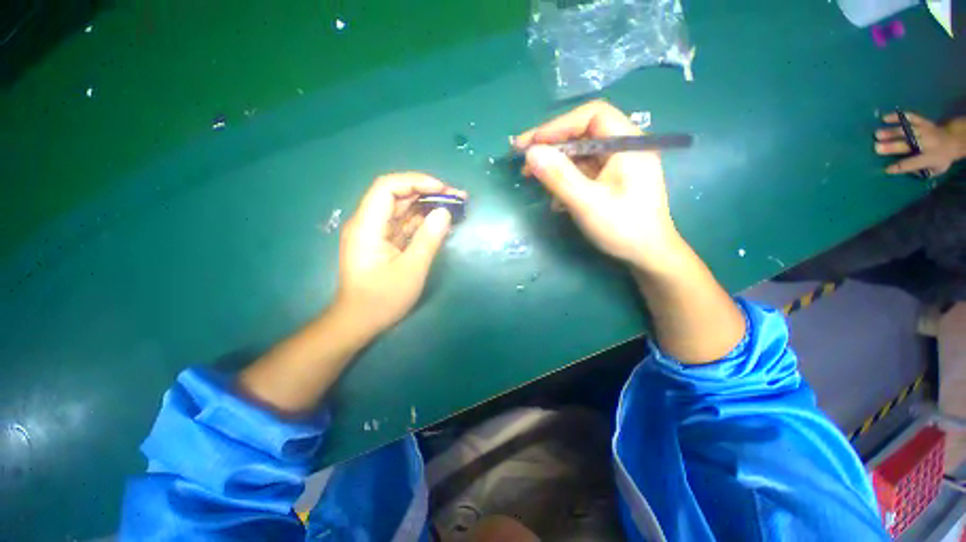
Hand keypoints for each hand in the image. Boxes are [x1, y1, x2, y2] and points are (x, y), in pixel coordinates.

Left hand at [335, 173, 465, 334]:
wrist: (359, 322)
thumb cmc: (382, 299)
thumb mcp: (411, 270)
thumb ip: (428, 239)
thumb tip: (444, 213)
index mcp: (367, 226)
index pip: (387, 187)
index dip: (416, 182)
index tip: (443, 189)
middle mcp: (368, 223)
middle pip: (397, 196)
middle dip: (428, 193)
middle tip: (457, 197)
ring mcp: (376, 233)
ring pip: (403, 210)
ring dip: (428, 206)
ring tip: (455, 207)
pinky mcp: (384, 243)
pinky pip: (405, 225)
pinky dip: (423, 222)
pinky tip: (442, 223)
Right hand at [514, 100, 681, 272]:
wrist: (648, 255)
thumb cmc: (623, 228)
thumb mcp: (587, 203)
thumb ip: (559, 176)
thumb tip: (531, 153)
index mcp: (628, 143)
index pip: (592, 115)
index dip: (558, 125)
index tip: (532, 144)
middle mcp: (624, 147)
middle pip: (584, 133)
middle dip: (552, 146)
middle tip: (524, 160)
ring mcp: (618, 164)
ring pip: (581, 153)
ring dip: (555, 164)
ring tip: (532, 177)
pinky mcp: (611, 179)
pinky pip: (584, 171)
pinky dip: (566, 179)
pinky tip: (555, 196)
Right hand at [876, 112, 965, 176]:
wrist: (955, 139)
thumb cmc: (942, 157)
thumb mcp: (937, 169)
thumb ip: (923, 171)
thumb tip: (910, 171)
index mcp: (929, 158)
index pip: (912, 164)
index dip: (899, 167)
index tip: (887, 169)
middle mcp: (925, 143)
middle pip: (906, 145)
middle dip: (891, 146)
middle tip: (876, 148)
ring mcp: (923, 131)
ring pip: (905, 131)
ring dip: (890, 132)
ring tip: (877, 134)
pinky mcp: (922, 122)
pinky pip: (910, 117)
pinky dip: (897, 117)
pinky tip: (885, 117)